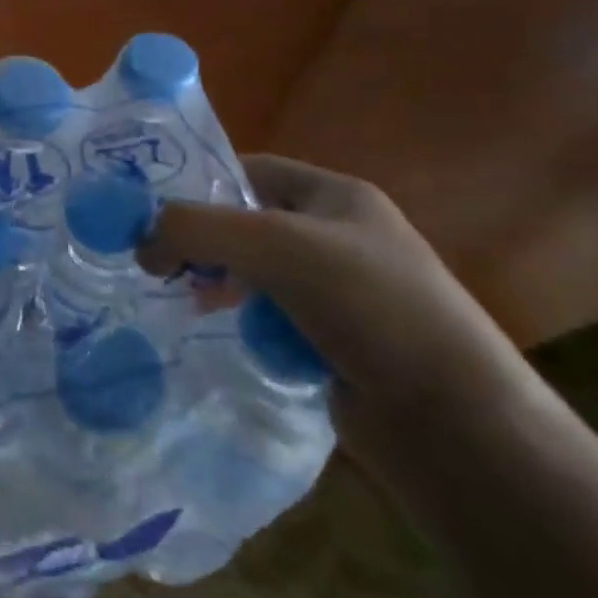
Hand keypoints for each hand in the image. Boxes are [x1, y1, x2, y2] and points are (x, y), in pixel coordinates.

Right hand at [138, 155, 538, 444]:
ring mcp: (338, 293)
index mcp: (336, 197)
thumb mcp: (274, 247)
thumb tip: (138, 244)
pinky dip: (241, 321)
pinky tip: (221, 335)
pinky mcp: (332, 342)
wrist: (459, 427)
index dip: (198, 184)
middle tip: (156, 262)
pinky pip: (268, 317)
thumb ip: (195, 229)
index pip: (249, 170)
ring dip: (216, 282)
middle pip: (246, 223)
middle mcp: (337, 237)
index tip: (147, 211)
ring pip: (253, 273)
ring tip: (184, 300)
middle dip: (201, 240)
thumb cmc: (371, 309)